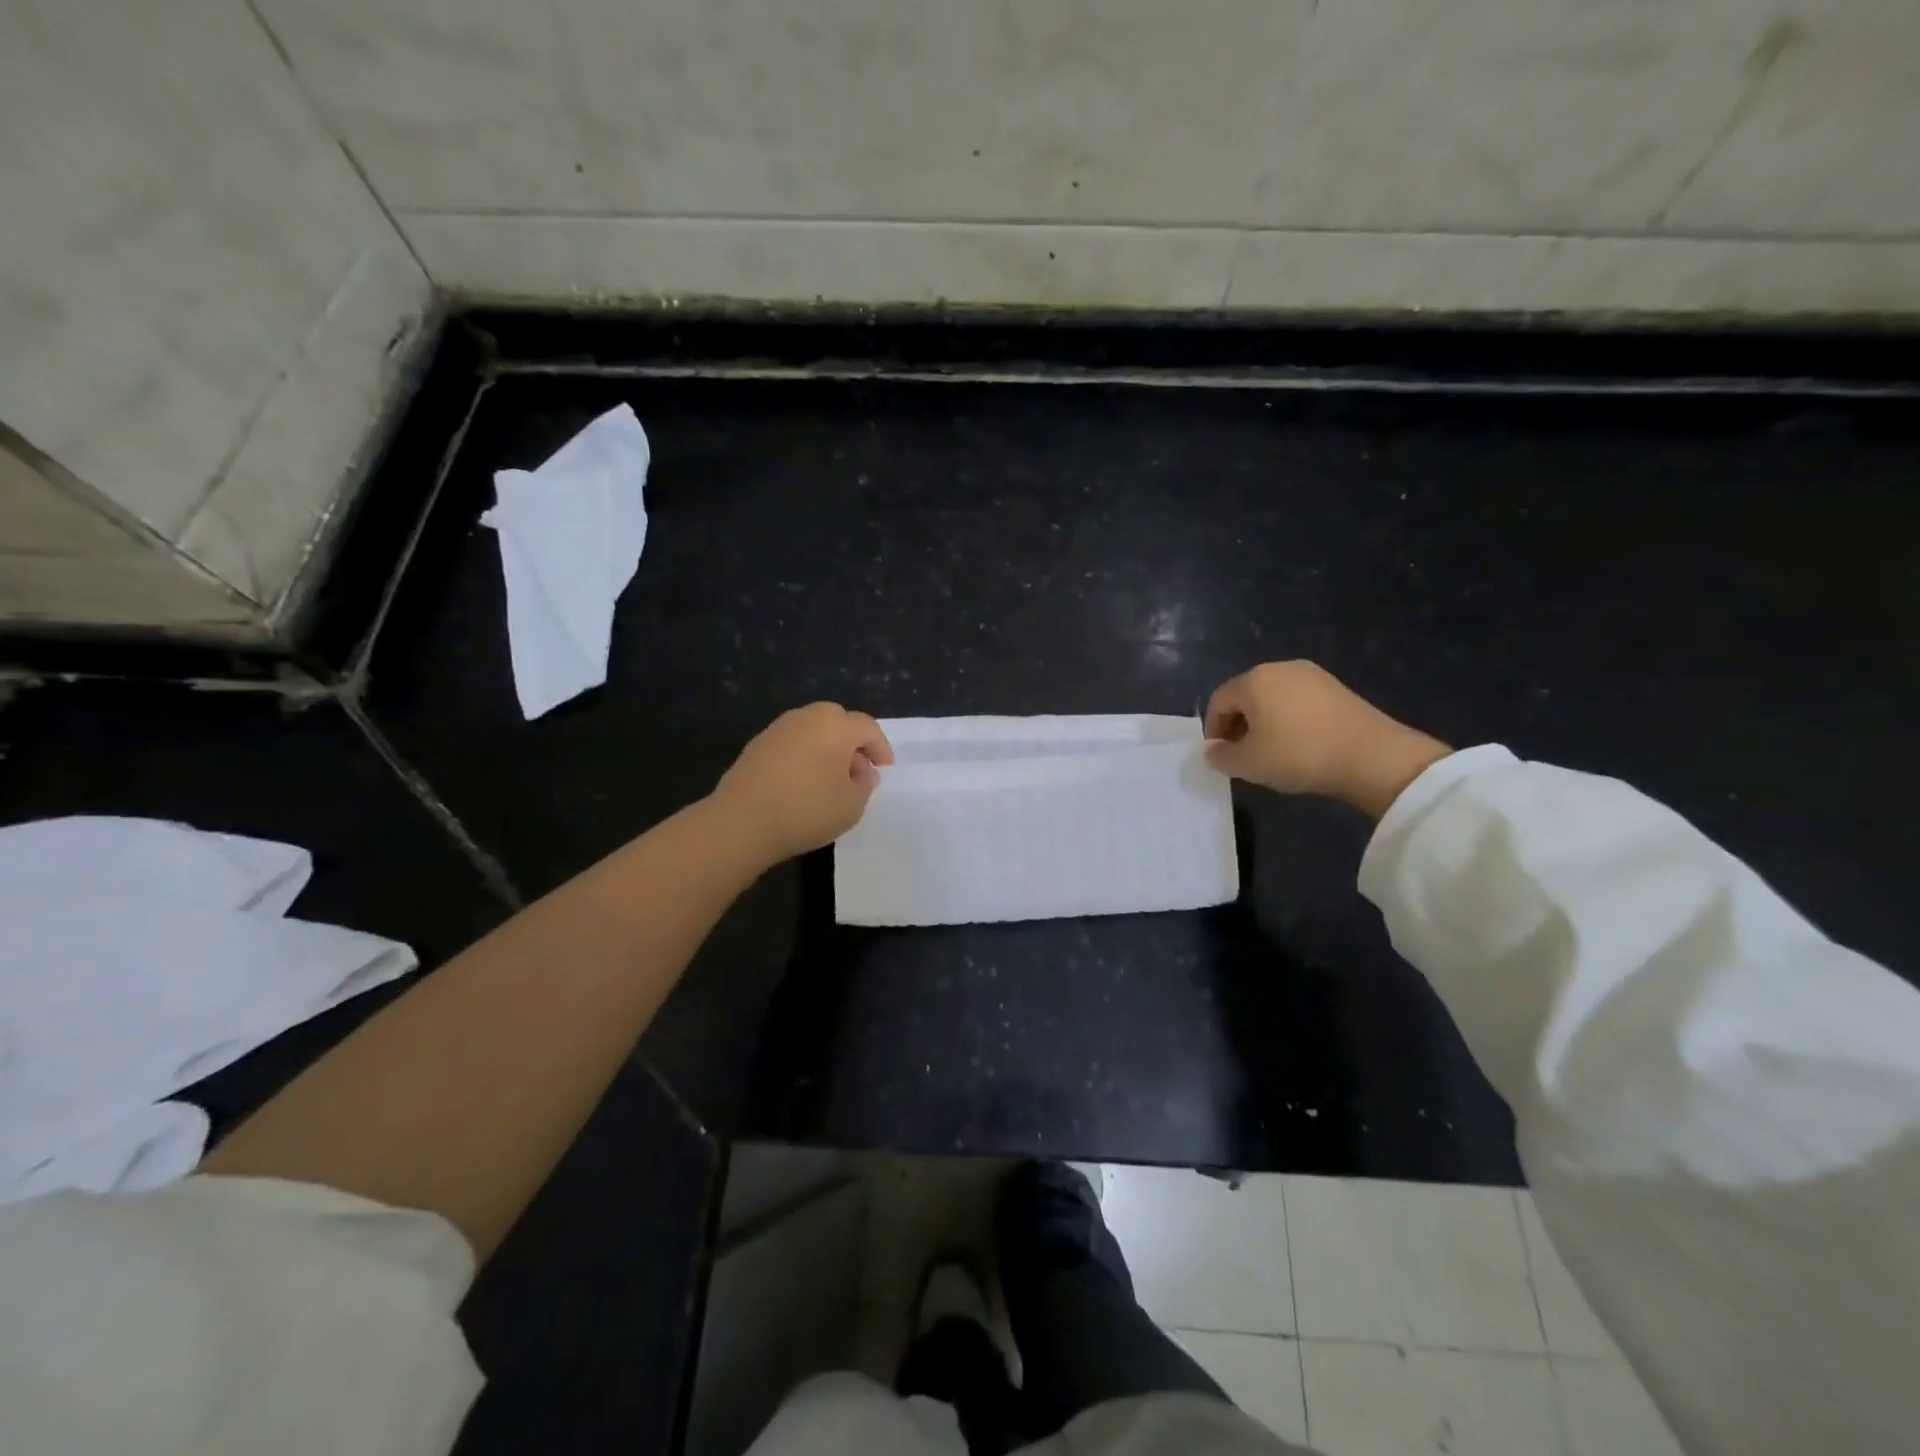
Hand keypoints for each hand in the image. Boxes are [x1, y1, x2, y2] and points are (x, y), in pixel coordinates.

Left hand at [712, 703, 894, 864]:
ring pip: (813, 730)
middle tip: (858, 770)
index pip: (867, 728)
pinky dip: (804, 756)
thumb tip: (861, 771)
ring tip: (830, 779)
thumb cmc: (807, 810)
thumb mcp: (852, 805)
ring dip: (827, 748)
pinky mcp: (757, 745)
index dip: (880, 747)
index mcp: (836, 725)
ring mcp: (778, 729)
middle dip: (852, 742)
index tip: (885, 768)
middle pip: (838, 721)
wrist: (742, 821)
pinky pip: (792, 743)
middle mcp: (807, 718)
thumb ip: (864, 784)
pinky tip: (803, 782)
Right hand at [1203, 661, 1451, 818]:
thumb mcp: (1248, 764)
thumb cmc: (1298, 755)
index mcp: (1254, 680)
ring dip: (1264, 723)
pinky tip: (1299, 745)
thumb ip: (1221, 757)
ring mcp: (1312, 675)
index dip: (1213, 729)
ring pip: (1273, 698)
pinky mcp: (1337, 688)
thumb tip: (1214, 751)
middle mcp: (1280, 668)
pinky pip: (1299, 702)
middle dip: (1238, 725)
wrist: (1372, 756)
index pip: (1219, 701)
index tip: (1220, 755)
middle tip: (1243, 755)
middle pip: (1246, 696)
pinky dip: (1290, 720)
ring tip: (1271, 752)